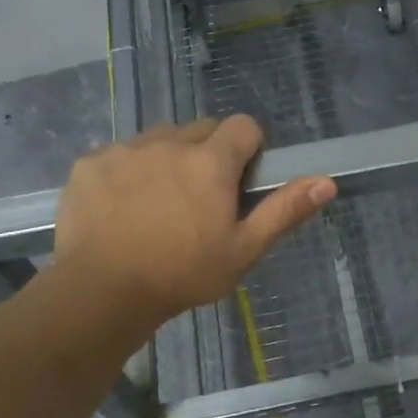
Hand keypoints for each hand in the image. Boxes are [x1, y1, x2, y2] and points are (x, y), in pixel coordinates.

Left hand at [53, 116, 335, 334]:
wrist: (103, 291)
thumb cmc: (183, 273)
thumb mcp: (243, 250)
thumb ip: (284, 211)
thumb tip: (327, 181)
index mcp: (211, 161)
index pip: (243, 126)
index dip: (249, 148)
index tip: (242, 180)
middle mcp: (169, 142)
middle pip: (201, 129)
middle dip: (209, 153)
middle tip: (202, 197)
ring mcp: (125, 150)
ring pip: (159, 138)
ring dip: (168, 158)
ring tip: (160, 202)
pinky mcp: (90, 163)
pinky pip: (119, 154)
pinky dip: (127, 172)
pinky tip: (121, 208)